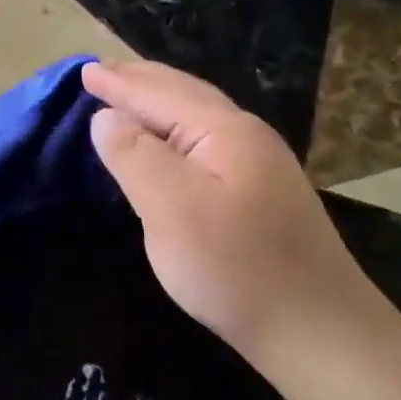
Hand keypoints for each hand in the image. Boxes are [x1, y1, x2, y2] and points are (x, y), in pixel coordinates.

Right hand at [82, 60, 383, 358]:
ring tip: (129, 96)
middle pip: (184, 94)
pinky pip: (206, 141)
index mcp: (224, 131)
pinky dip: (174, 128)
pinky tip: (168, 141)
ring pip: (198, 117)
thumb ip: (135, 156)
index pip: (159, 94)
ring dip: (159, 101)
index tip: (84, 71)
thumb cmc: (236, 267)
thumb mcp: (172, 209)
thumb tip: (106, 117)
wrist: (316, 329)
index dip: (118, 84)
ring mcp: (259, 164)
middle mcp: (246, 136)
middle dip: (140, 81)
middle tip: (102, 73)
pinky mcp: (261, 192)